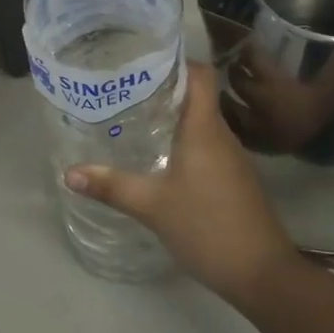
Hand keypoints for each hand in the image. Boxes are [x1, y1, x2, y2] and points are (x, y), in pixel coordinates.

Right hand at [64, 64, 302, 306]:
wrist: (264, 275)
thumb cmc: (208, 227)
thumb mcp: (153, 206)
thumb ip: (112, 186)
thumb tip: (70, 172)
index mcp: (205, 127)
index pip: (200, 74)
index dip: (176, 59)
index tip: (144, 57)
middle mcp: (222, 134)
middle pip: (197, 95)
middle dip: (164, 87)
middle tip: (127, 85)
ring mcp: (232, 158)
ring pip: (202, 121)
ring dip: (174, 114)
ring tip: (137, 114)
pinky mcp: (235, 179)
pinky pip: (208, 144)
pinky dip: (185, 140)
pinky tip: (162, 154)